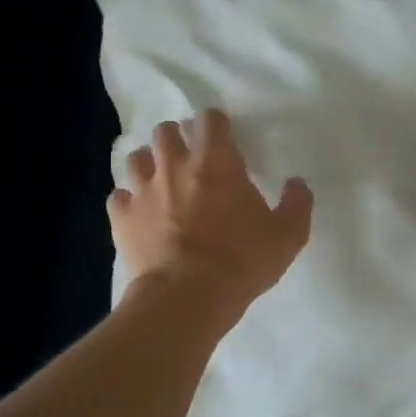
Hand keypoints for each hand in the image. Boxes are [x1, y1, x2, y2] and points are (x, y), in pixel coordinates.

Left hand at [109, 109, 312, 321]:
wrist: (186, 297)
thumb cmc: (241, 261)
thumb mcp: (287, 236)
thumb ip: (296, 204)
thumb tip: (297, 183)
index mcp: (216, 162)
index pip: (210, 119)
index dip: (216, 125)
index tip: (222, 141)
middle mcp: (175, 166)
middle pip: (165, 131)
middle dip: (176, 139)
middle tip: (188, 160)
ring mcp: (143, 190)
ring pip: (135, 158)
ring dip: (148, 165)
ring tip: (159, 182)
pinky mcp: (122, 218)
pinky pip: (118, 198)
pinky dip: (128, 202)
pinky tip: (138, 214)